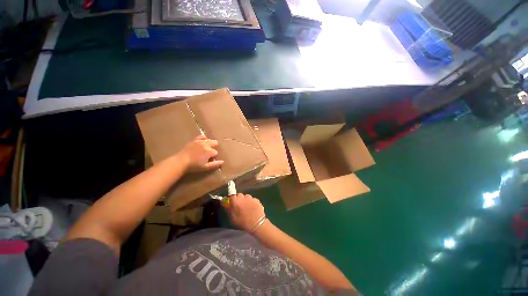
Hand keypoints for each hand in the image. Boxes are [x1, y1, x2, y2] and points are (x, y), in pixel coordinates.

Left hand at [179, 135, 223, 171]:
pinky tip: (203, 141)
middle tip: (208, 154)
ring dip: (210, 143)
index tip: (209, 160)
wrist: (181, 161)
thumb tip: (222, 162)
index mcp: (210, 151)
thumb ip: (215, 164)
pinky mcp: (194, 140)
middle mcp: (206, 145)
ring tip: (206, 149)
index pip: (216, 152)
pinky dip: (204, 138)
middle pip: (215, 143)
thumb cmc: (194, 166)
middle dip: (214, 148)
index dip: (213, 157)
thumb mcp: (206, 167)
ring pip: (209, 139)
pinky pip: (201, 136)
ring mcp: (200, 141)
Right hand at [225, 193, 264, 231]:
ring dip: (246, 200)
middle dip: (239, 199)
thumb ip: (228, 209)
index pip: (232, 196)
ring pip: (247, 196)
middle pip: (240, 195)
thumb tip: (225, 203)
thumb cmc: (242, 222)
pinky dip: (252, 202)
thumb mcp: (232, 218)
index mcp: (236, 201)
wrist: (256, 224)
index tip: (233, 203)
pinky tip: (253, 208)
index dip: (232, 199)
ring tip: (247, 207)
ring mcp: (251, 198)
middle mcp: (243, 197)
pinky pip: (252, 199)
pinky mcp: (257, 200)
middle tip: (240, 206)